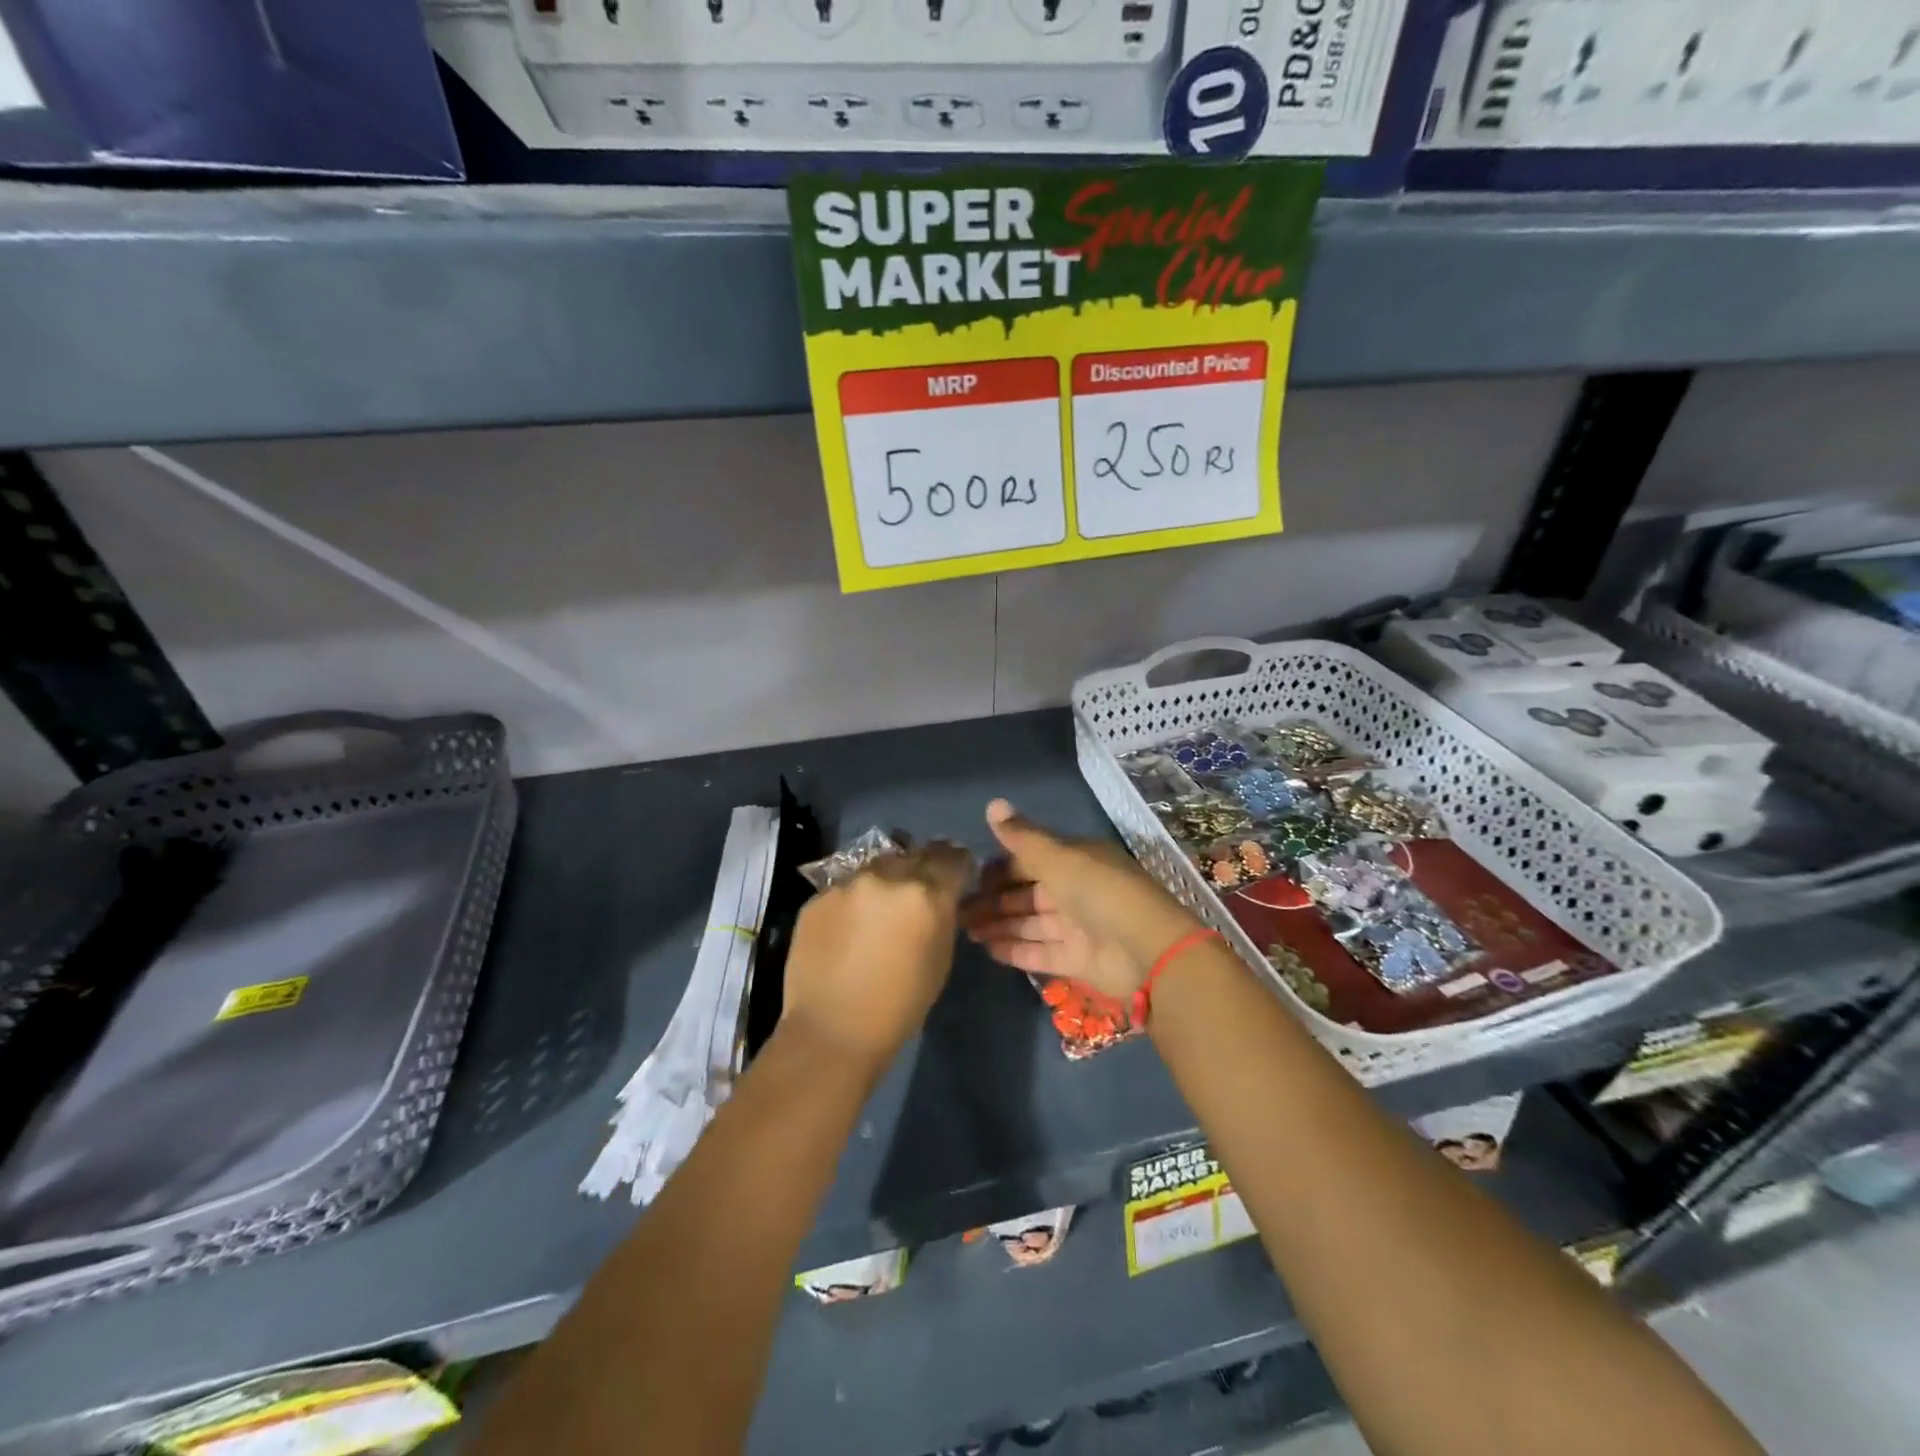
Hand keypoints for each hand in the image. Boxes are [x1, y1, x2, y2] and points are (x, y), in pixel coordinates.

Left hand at [779, 841, 974, 1068]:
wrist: (833, 1030)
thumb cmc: (900, 1005)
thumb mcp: (940, 958)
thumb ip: (942, 916)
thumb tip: (942, 898)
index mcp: (927, 893)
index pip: (952, 857)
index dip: (956, 864)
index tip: (955, 875)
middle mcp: (888, 876)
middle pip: (914, 854)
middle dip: (921, 868)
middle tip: (916, 893)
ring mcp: (849, 883)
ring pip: (876, 866)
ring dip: (884, 881)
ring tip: (878, 910)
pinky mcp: (819, 896)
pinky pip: (845, 887)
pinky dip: (853, 901)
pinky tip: (847, 929)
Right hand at [960, 800, 1202, 1000]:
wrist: (1147, 950)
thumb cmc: (1099, 892)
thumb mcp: (1059, 857)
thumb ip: (1022, 837)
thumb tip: (992, 803)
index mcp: (1076, 859)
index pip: (1031, 859)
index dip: (1000, 867)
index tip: (970, 876)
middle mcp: (1076, 890)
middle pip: (1027, 893)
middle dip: (994, 900)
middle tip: (958, 910)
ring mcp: (1078, 927)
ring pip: (1030, 923)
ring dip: (999, 925)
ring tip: (964, 930)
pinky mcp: (1077, 960)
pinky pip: (1040, 952)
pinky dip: (1015, 950)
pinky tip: (986, 949)